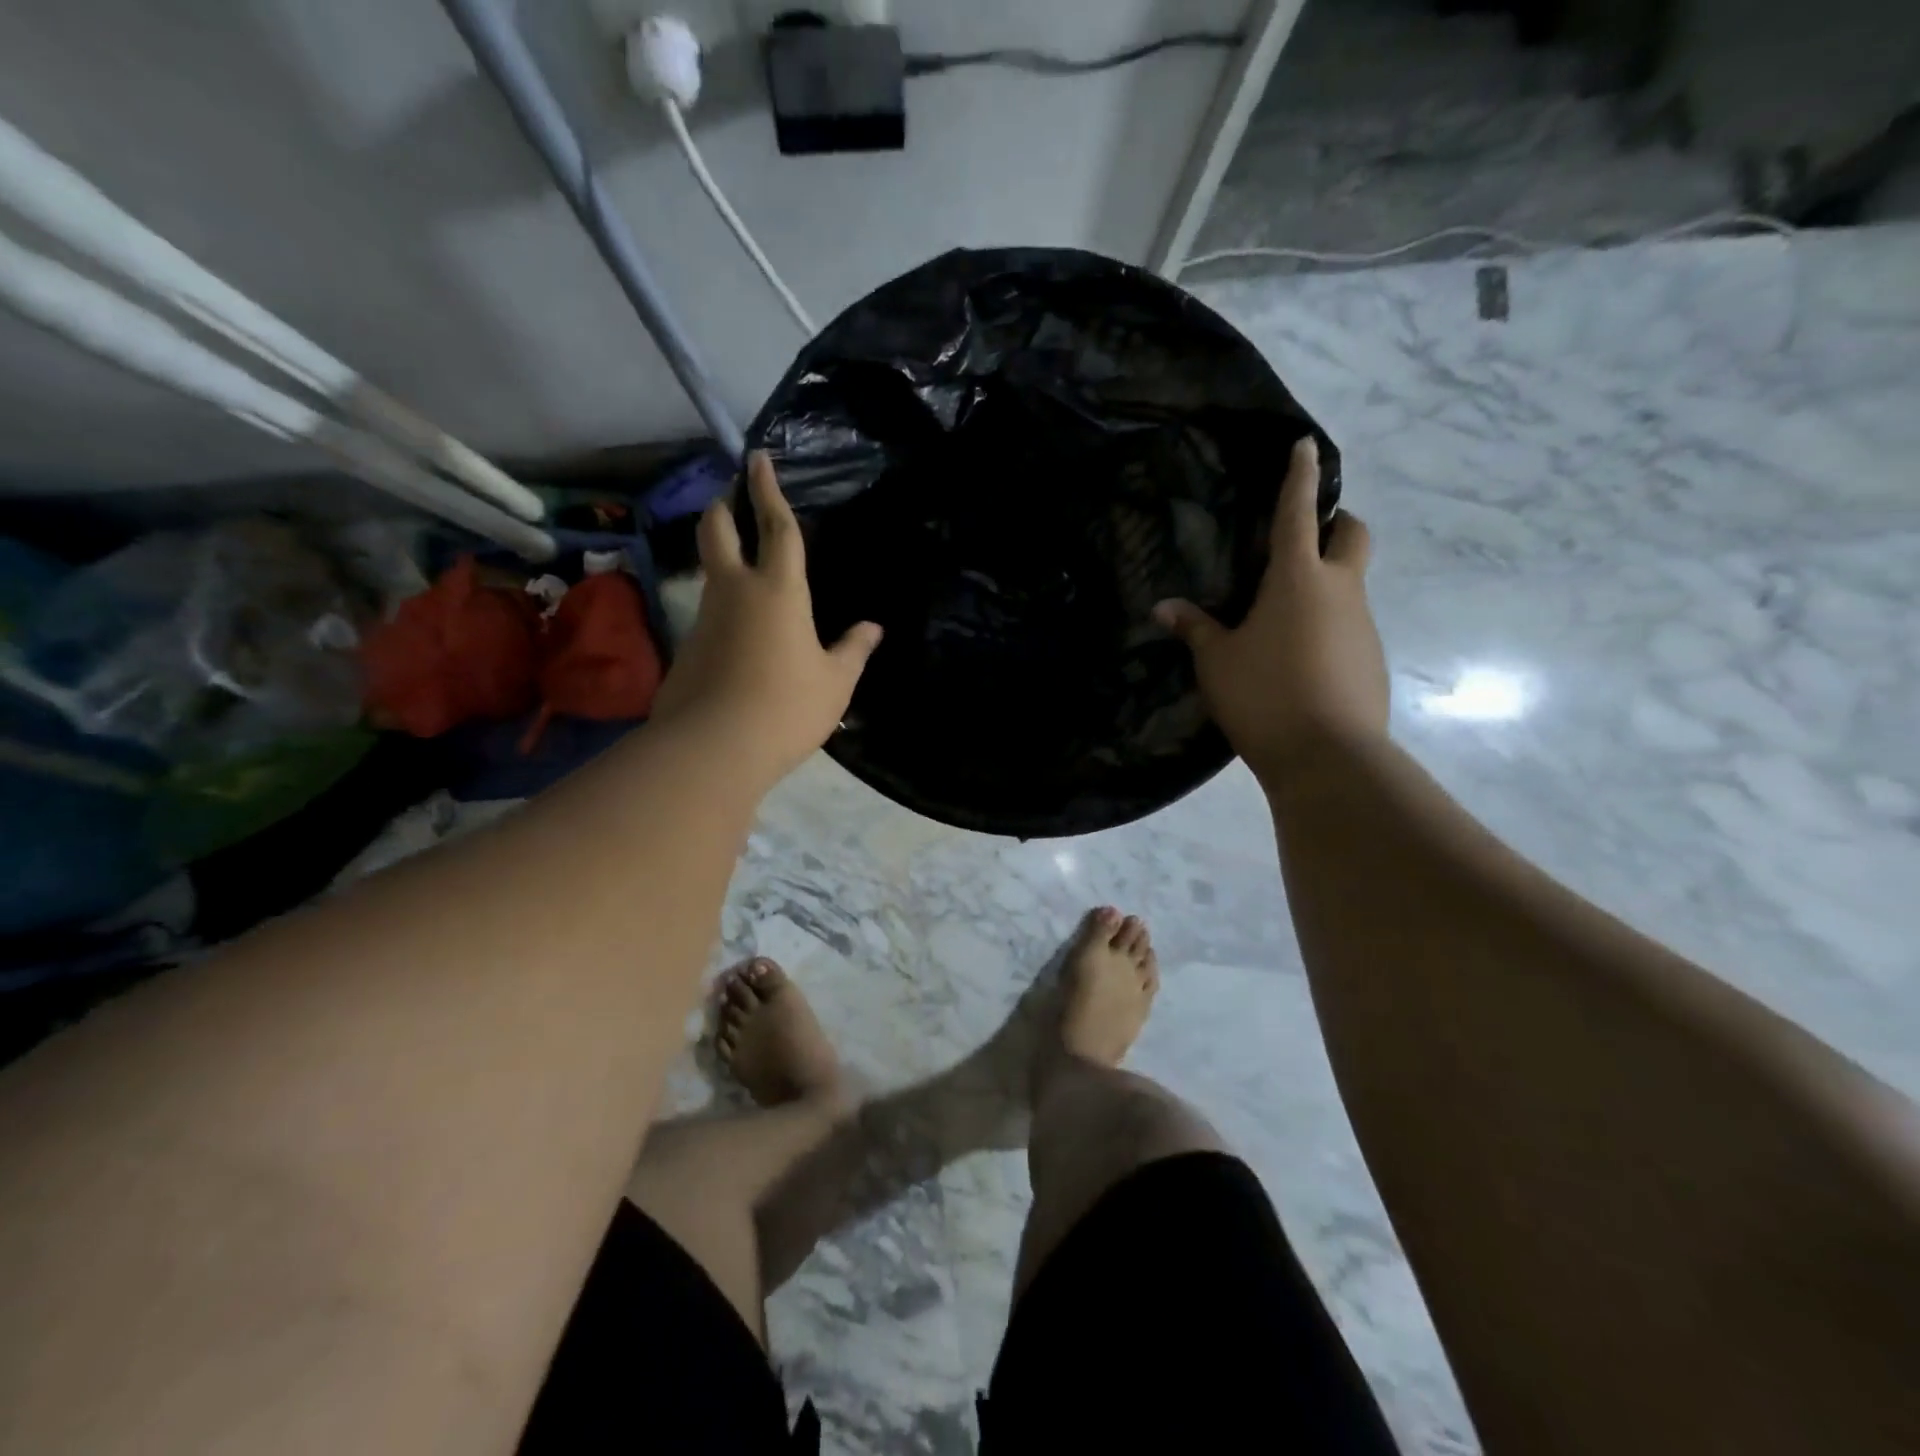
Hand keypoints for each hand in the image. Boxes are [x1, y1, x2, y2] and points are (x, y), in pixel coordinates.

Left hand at [651, 451, 881, 787]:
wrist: (714, 748)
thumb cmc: (788, 707)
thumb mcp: (835, 682)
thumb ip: (854, 650)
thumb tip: (873, 628)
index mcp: (779, 590)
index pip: (775, 527)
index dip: (768, 490)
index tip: (758, 458)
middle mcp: (735, 591)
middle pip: (717, 530)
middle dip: (724, 505)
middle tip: (732, 495)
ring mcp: (706, 617)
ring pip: (710, 570)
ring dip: (722, 555)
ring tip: (746, 565)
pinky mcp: (688, 647)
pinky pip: (709, 612)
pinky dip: (723, 606)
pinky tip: (741, 632)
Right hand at [1153, 437, 1387, 782]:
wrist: (1328, 757)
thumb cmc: (1264, 695)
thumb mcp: (1216, 662)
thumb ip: (1193, 629)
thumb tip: (1163, 607)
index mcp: (1298, 579)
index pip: (1299, 513)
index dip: (1300, 476)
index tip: (1306, 445)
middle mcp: (1340, 591)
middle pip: (1353, 534)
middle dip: (1336, 522)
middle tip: (1304, 537)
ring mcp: (1363, 625)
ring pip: (1352, 584)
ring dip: (1328, 582)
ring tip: (1284, 614)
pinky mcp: (1372, 660)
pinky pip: (1351, 625)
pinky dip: (1329, 625)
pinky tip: (1300, 657)